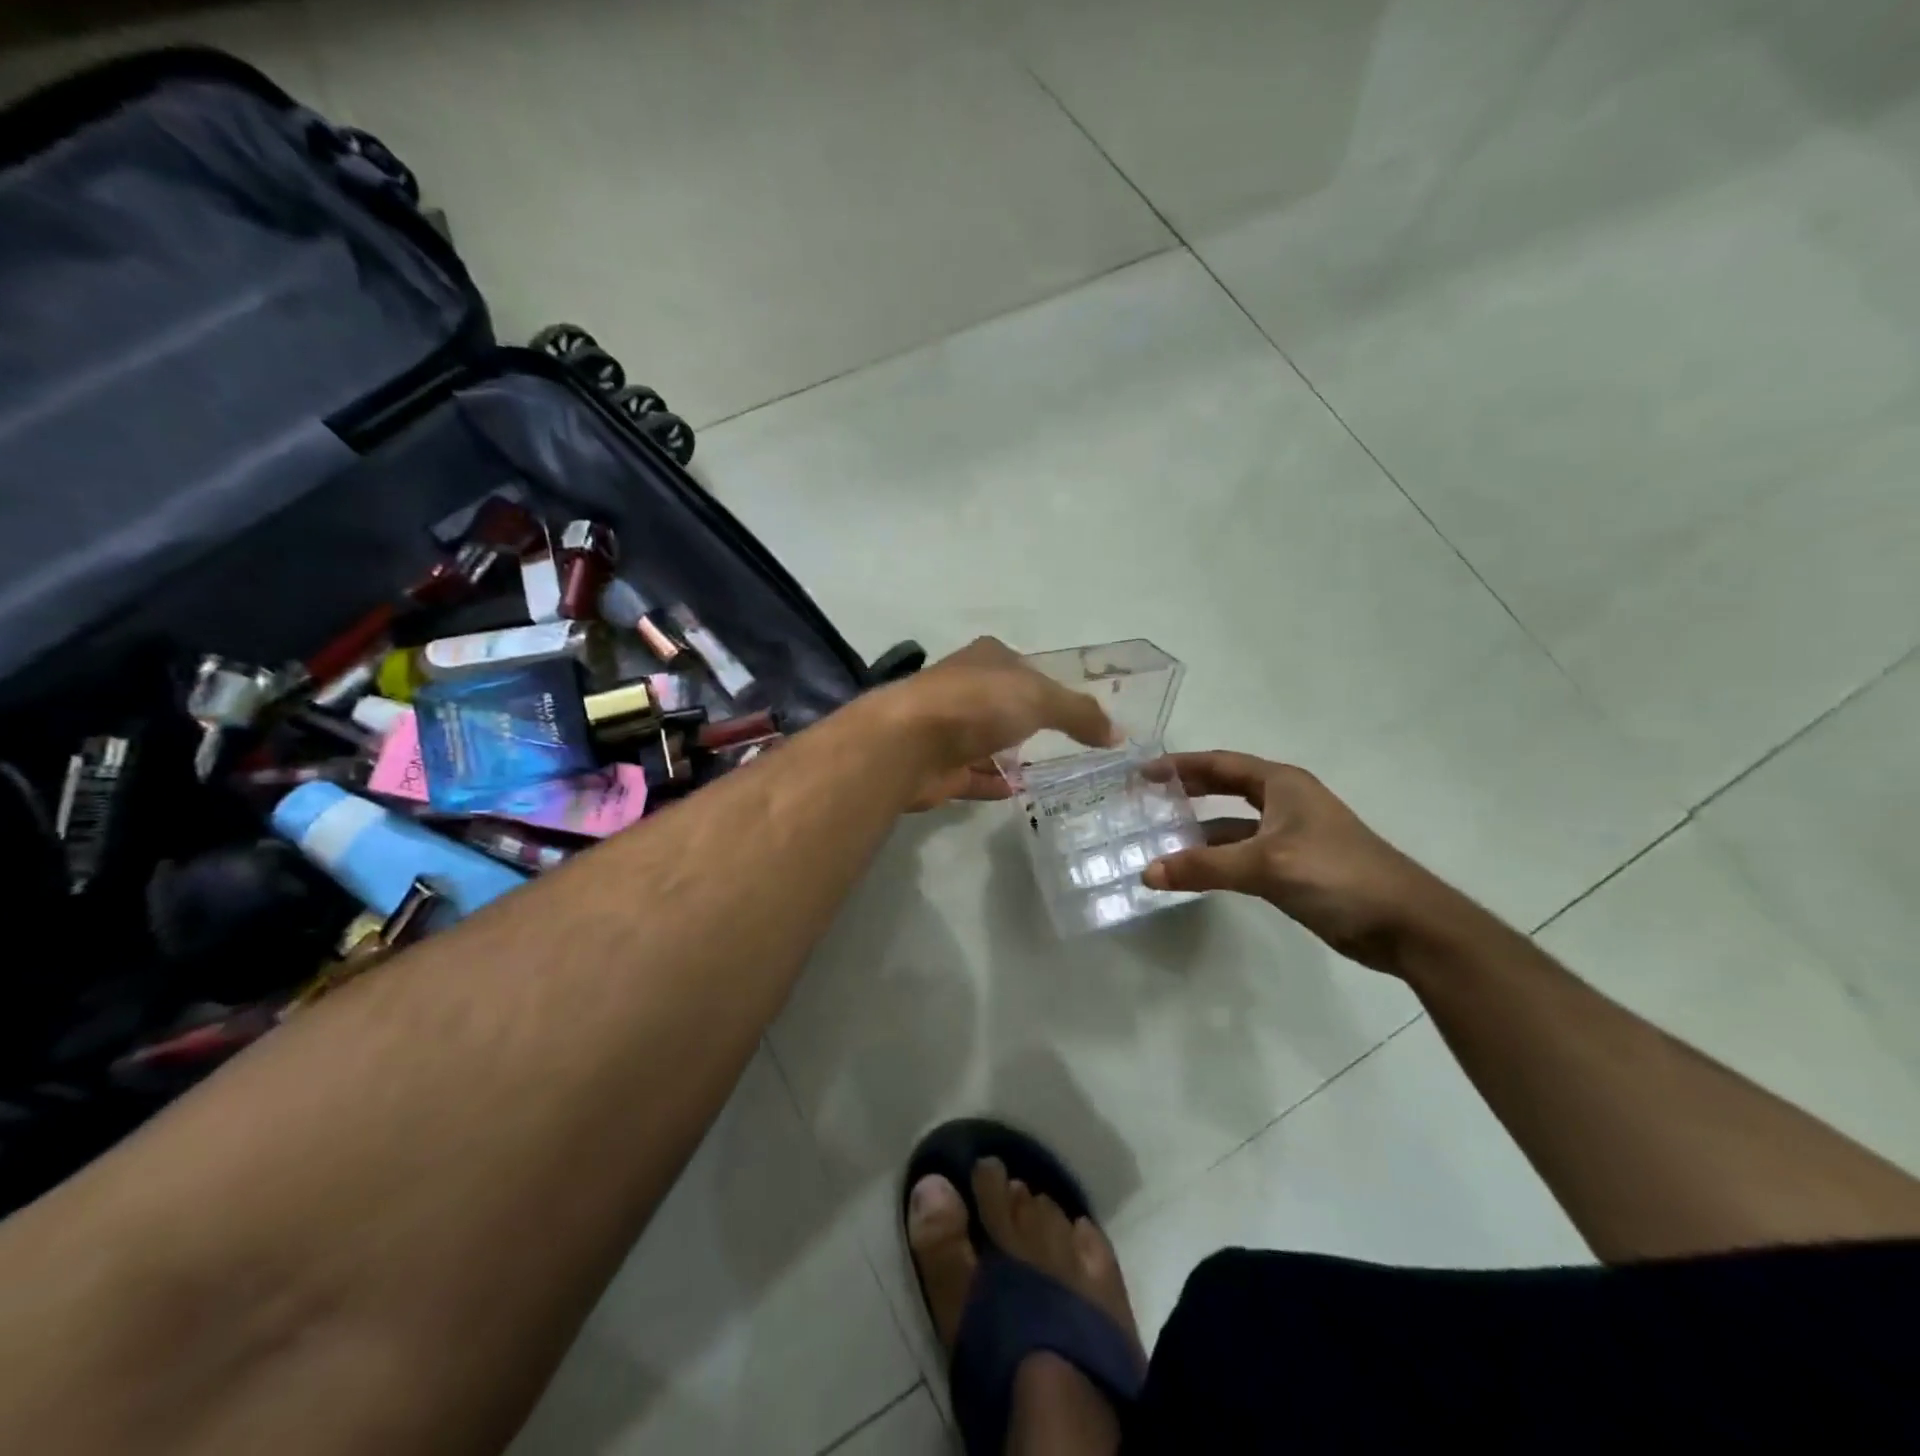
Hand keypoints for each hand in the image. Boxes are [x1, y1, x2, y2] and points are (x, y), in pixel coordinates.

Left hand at [878, 638, 1117, 810]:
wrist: (908, 743)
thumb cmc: (976, 705)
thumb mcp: (1039, 698)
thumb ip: (1079, 714)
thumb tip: (1116, 734)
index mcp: (987, 658)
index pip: (1027, 669)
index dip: (1052, 687)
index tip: (1079, 715)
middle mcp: (965, 688)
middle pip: (1005, 705)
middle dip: (1030, 722)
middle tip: (1070, 747)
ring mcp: (948, 727)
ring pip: (988, 741)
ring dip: (1011, 754)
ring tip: (1051, 773)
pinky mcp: (939, 766)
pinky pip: (974, 775)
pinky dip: (993, 783)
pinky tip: (1018, 793)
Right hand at [1142, 751, 1445, 973]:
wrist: (1405, 924)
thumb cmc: (1337, 875)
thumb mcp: (1266, 865)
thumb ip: (1204, 867)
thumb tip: (1147, 872)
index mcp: (1281, 784)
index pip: (1219, 764)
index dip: (1179, 765)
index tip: (1142, 773)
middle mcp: (1284, 802)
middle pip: (1224, 788)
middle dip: (1185, 791)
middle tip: (1145, 800)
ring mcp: (1289, 836)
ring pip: (1231, 825)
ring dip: (1197, 831)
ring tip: (1157, 839)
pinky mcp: (1292, 868)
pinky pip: (1241, 854)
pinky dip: (1216, 859)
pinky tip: (1191, 871)